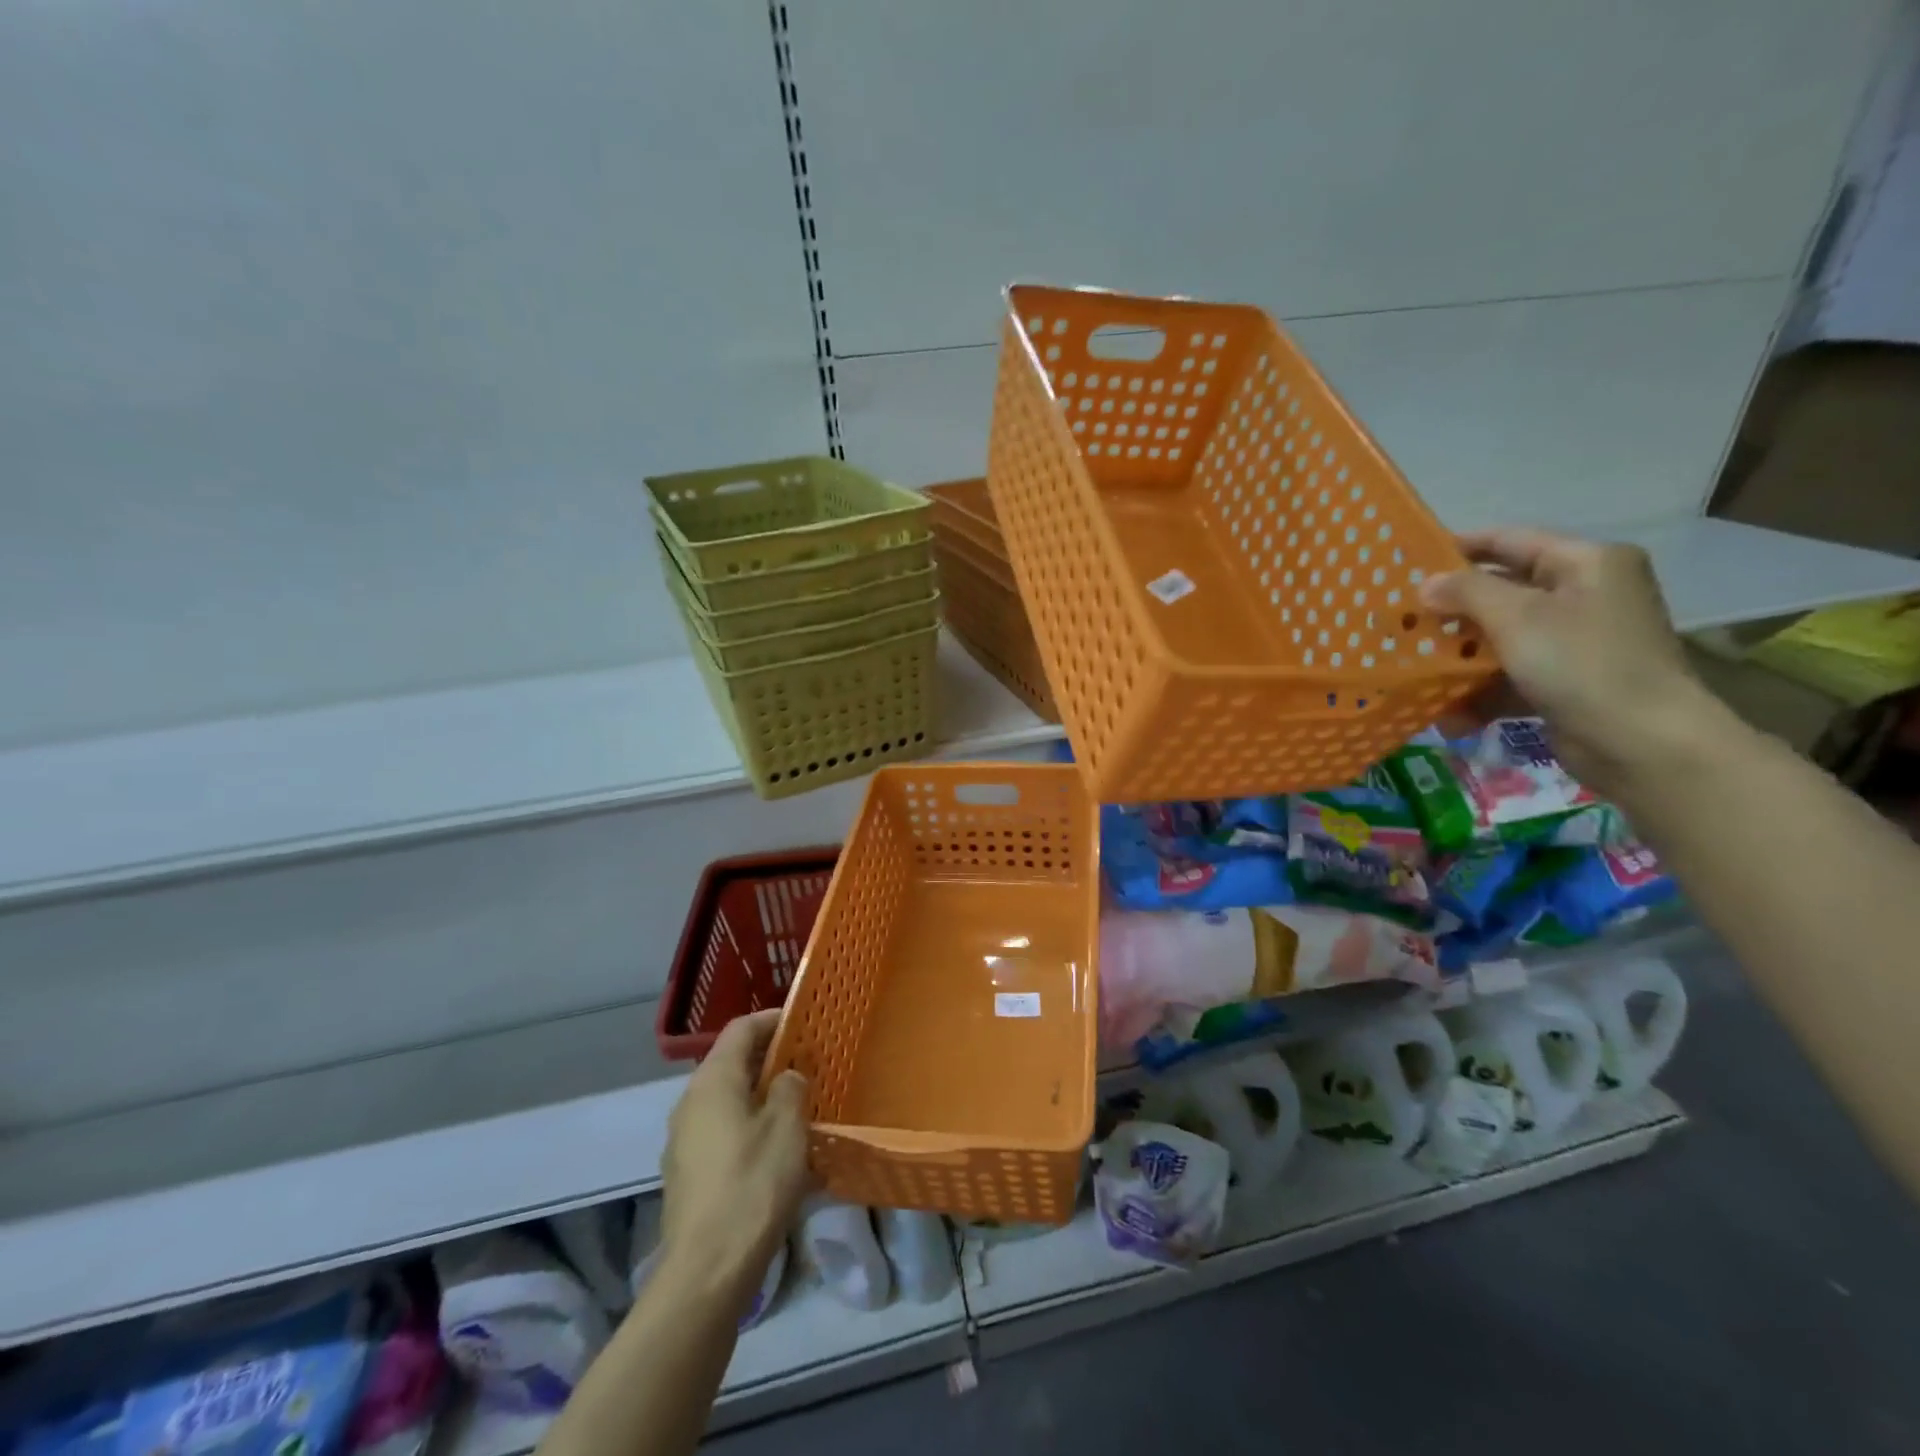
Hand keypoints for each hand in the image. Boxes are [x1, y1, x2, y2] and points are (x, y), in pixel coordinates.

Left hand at [660, 1010, 810, 1298]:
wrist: (707, 1271)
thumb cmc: (753, 1184)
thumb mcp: (787, 1127)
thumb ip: (790, 1087)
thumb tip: (786, 1077)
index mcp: (713, 1081)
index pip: (741, 1029)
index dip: (772, 1020)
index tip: (804, 1022)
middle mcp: (691, 1102)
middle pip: (731, 1063)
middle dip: (770, 1059)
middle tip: (808, 1064)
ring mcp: (684, 1140)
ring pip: (727, 1100)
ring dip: (761, 1095)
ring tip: (798, 1106)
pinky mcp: (687, 1174)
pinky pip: (722, 1131)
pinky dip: (749, 1126)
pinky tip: (776, 1150)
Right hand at [1420, 529, 1721, 793]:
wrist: (1641, 742)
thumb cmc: (1580, 662)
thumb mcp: (1517, 617)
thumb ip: (1466, 592)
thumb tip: (1426, 584)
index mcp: (1586, 563)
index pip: (1510, 541)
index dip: (1458, 548)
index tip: (1408, 563)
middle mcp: (1585, 595)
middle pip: (1502, 591)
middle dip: (1452, 609)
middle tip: (1402, 619)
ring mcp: (1576, 641)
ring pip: (1501, 637)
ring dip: (1458, 655)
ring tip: (1413, 666)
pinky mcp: (1566, 682)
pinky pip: (1511, 676)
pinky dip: (1480, 692)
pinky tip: (1447, 714)